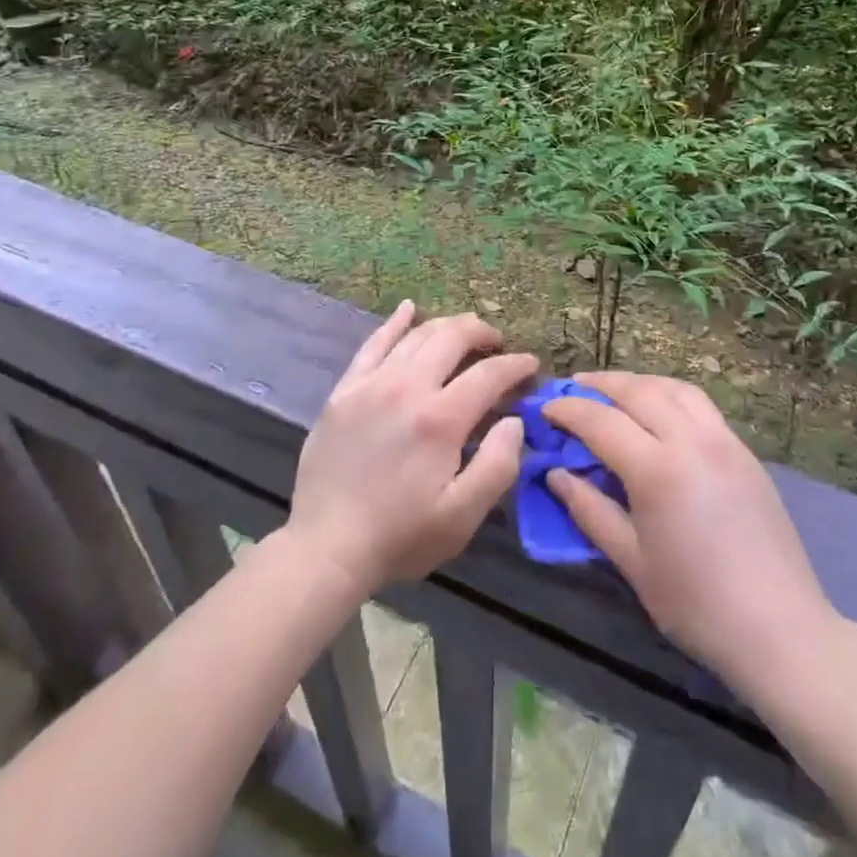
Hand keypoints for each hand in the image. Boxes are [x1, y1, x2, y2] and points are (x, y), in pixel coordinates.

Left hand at [284, 302, 534, 597]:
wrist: (326, 547)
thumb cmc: (400, 536)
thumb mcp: (462, 517)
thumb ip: (498, 465)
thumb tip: (514, 420)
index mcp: (440, 419)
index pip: (489, 374)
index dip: (515, 366)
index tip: (530, 365)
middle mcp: (407, 387)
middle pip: (452, 337)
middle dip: (482, 333)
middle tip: (497, 344)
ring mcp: (372, 383)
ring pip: (417, 334)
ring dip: (447, 326)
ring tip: (464, 332)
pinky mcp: (345, 389)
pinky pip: (373, 342)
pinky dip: (395, 322)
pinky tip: (409, 309)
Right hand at [544, 372, 833, 689]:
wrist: (779, 628)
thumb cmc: (696, 604)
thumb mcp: (632, 562)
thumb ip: (590, 510)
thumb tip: (556, 474)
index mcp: (657, 469)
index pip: (600, 421)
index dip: (568, 409)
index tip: (545, 407)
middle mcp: (690, 440)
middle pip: (637, 390)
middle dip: (600, 384)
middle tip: (573, 388)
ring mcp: (723, 440)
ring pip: (673, 387)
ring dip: (638, 382)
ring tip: (614, 392)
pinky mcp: (744, 450)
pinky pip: (700, 404)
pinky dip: (670, 394)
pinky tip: (659, 412)